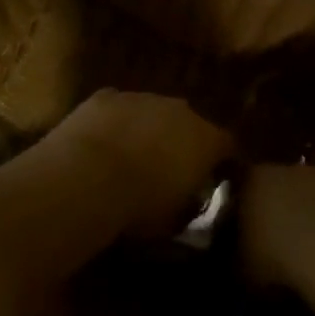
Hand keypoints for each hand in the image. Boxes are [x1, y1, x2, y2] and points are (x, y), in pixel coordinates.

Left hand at [48, 90, 233, 238]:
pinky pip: (117, 108)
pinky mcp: (107, 96)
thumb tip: (189, 201)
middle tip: (167, 168)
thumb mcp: (174, 219)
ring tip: (130, 157)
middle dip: (182, 142)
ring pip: (151, 112)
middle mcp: (180, 110)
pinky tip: (101, 142)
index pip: (227, 145)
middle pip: (189, 123)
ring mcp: (142, 98)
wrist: (87, 178)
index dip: (221, 162)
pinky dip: (114, 122)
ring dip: (147, 129)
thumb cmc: (140, 205)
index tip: (214, 177)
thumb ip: (189, 204)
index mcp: (206, 139)